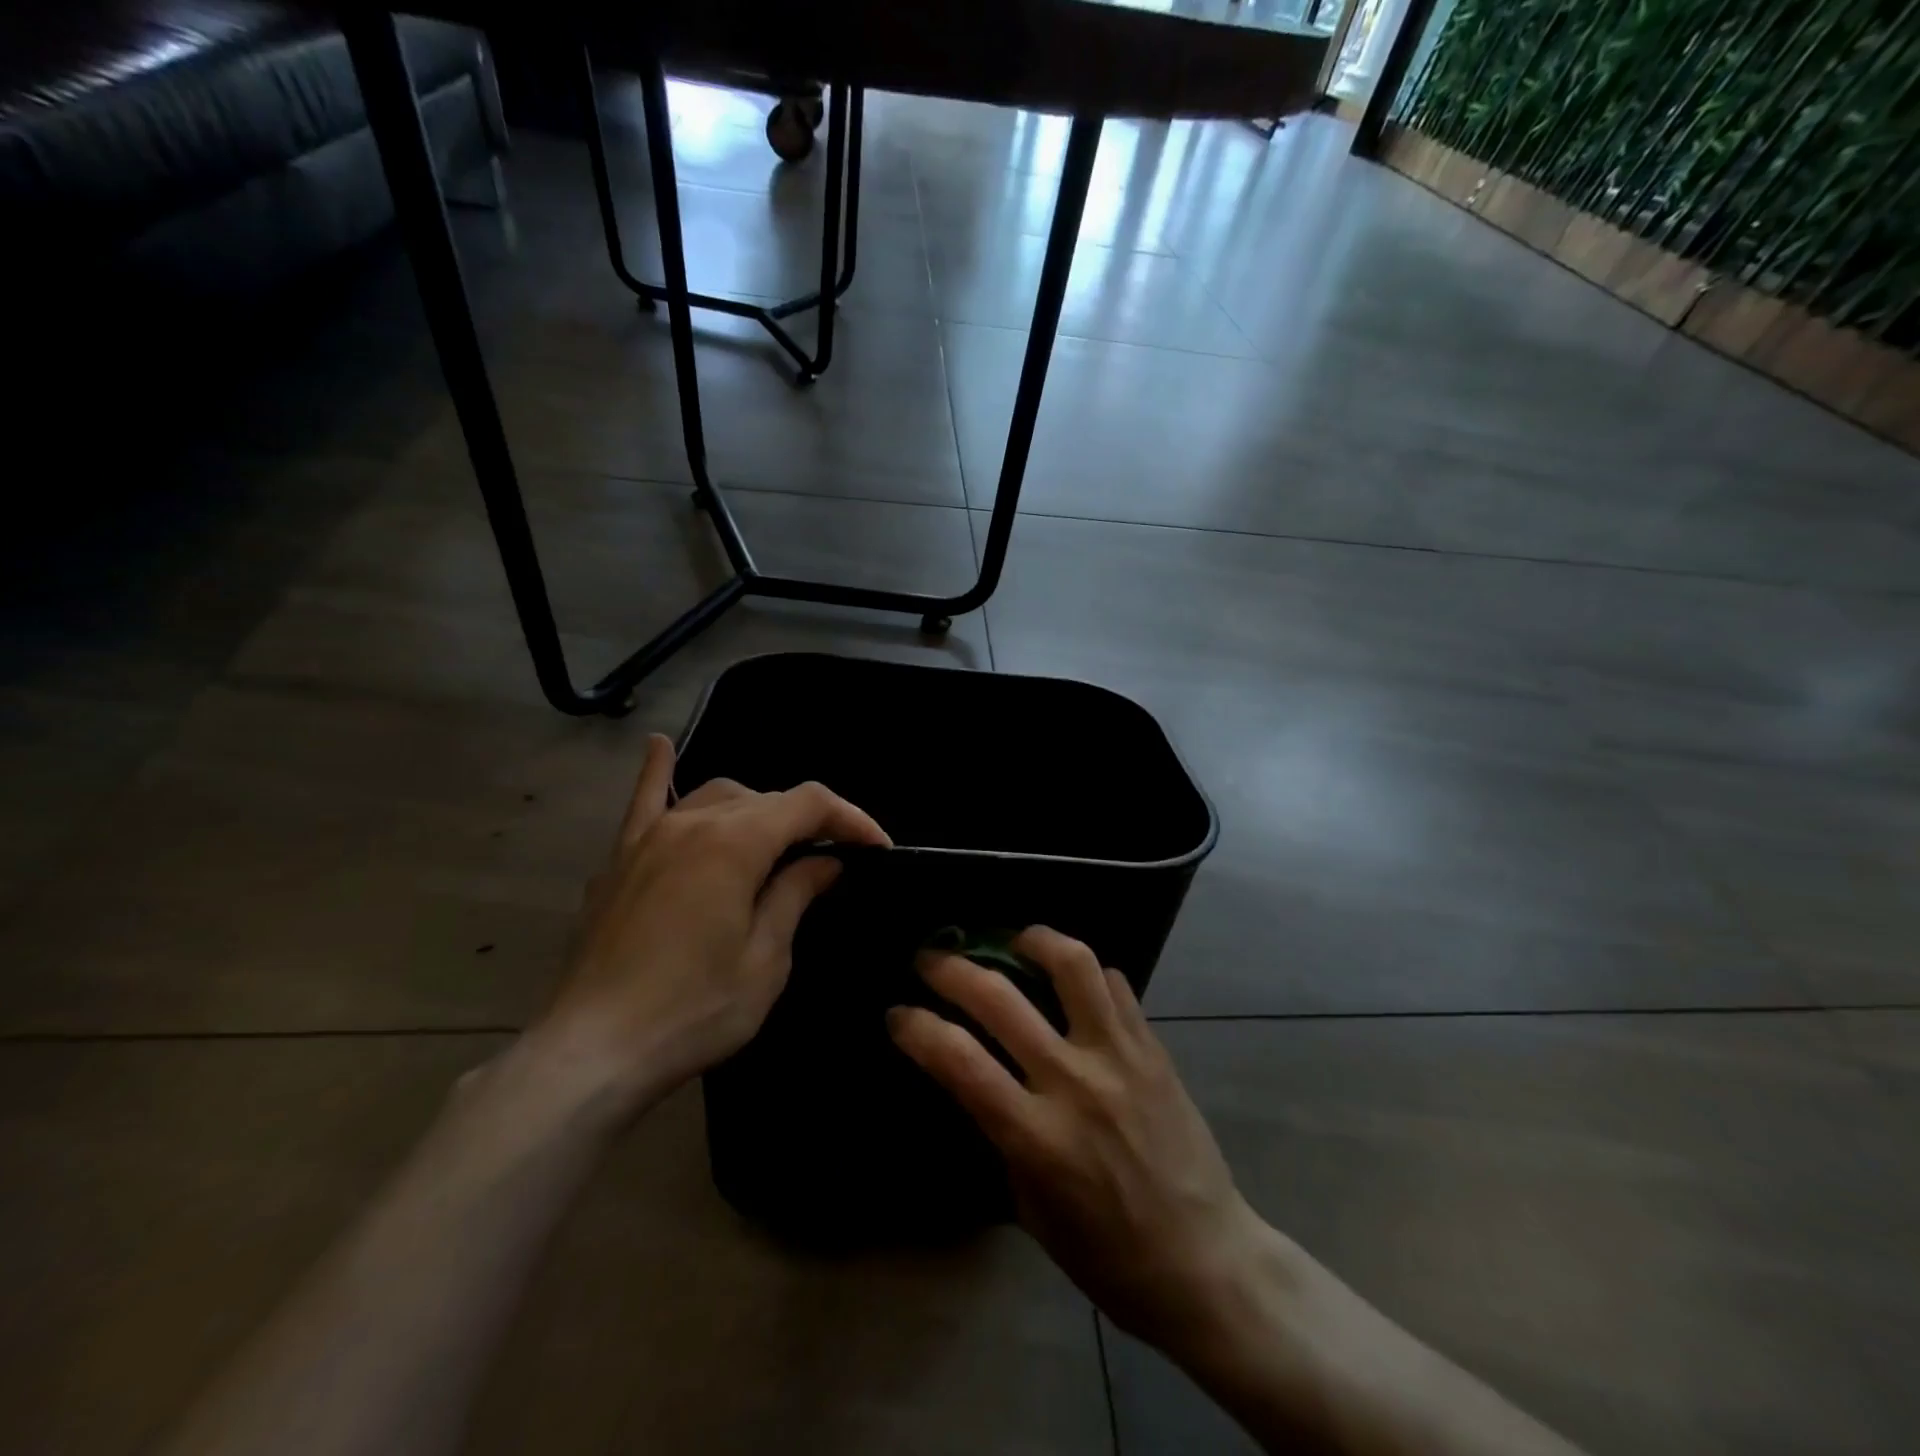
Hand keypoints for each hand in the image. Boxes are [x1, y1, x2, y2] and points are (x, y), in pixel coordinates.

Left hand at [532, 734, 888, 1118]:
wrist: (593, 1051)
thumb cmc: (693, 1010)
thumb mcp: (765, 959)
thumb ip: (795, 894)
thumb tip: (825, 860)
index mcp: (735, 842)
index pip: (808, 804)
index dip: (851, 819)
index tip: (878, 849)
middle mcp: (692, 822)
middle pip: (765, 799)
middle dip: (808, 822)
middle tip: (833, 861)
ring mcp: (649, 836)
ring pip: (716, 796)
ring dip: (755, 810)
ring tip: (774, 844)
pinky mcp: (620, 859)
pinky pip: (643, 801)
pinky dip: (657, 772)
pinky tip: (660, 746)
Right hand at [887, 928, 1272, 1354]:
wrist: (1206, 1262)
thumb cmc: (1108, 1255)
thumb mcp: (1031, 1208)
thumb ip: (1002, 1135)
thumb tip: (978, 1079)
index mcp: (1037, 1137)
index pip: (958, 1060)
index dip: (917, 1027)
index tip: (898, 1014)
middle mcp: (1075, 1082)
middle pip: (1000, 998)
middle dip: (950, 968)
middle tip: (931, 958)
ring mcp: (1120, 1056)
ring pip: (1072, 965)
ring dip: (1032, 939)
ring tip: (1013, 940)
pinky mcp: (1154, 1047)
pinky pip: (1115, 984)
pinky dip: (1086, 972)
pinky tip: (1073, 981)